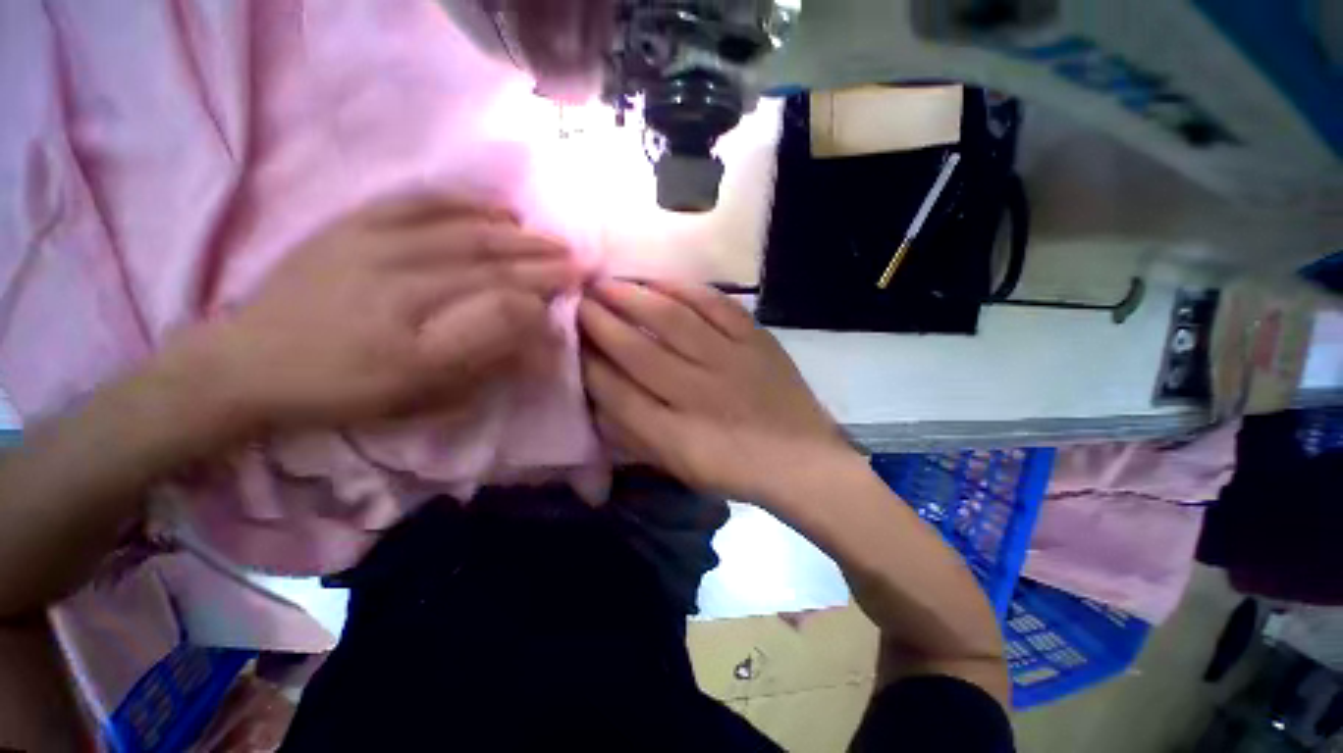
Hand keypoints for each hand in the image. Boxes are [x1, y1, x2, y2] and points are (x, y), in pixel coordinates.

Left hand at [173, 196, 580, 436]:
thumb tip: (530, 329)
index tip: (575, 286)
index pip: (501, 293)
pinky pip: (418, 202)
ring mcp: (375, 239)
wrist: (248, 363)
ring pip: (463, 228)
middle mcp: (403, 268)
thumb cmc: (344, 388)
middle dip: (540, 257)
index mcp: (419, 316)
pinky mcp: (353, 224)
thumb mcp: (420, 391)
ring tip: (546, 235)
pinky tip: (493, 207)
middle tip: (575, 257)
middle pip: (490, 257)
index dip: (544, 288)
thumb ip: (482, 355)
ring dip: (513, 232)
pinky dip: (462, 201)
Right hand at [578, 280, 851, 500]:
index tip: (570, 341)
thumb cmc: (734, 469)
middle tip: (577, 299)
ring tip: (607, 283)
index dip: (587, 363)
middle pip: (637, 351)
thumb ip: (634, 435)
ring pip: (672, 321)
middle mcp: (697, 393)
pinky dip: (685, 290)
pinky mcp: (757, 341)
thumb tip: (598, 399)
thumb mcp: (677, 467)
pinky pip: (717, 307)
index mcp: (674, 435)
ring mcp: (730, 361)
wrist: (801, 460)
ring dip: (634, 298)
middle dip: (600, 322)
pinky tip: (660, 281)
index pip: (615, 392)